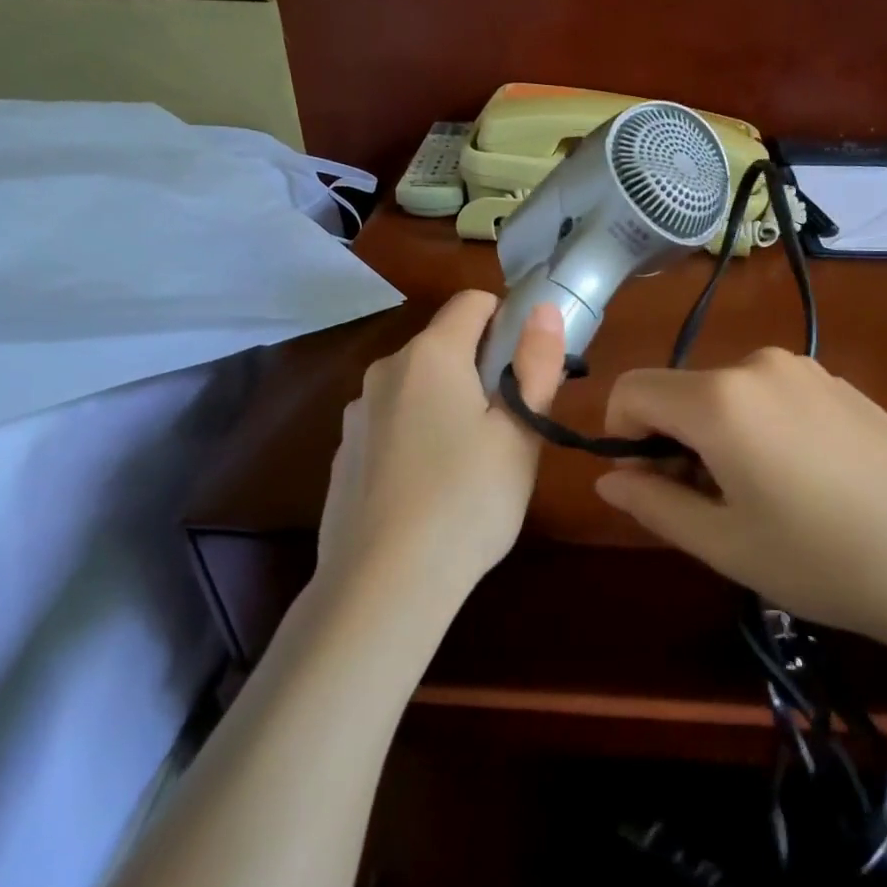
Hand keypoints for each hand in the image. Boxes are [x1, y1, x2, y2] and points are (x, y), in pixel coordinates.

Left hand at [317, 291, 564, 611]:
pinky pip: (392, 425)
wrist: (383, 584)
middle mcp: (385, 371)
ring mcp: (357, 414)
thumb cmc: (468, 500)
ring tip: (470, 468)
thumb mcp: (520, 433)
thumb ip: (536, 364)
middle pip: (445, 345)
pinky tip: (428, 491)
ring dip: (448, 405)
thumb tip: (542, 308)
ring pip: (418, 388)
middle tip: (508, 429)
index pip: (473, 302)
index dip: (509, 321)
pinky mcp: (345, 454)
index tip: (527, 368)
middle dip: (481, 370)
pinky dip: (416, 437)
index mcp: (430, 356)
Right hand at [594, 348, 886, 665]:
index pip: (632, 390)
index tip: (648, 484)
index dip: (620, 436)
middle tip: (706, 505)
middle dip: (671, 441)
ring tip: (756, 497)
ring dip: (715, 436)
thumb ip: (653, 503)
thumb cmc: (822, 559)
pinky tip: (802, 480)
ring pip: (724, 393)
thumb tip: (609, 480)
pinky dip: (757, 427)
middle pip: (679, 391)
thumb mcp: (723, 543)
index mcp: (719, 398)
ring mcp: (804, 369)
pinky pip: (769, 395)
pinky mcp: (839, 383)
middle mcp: (757, 365)